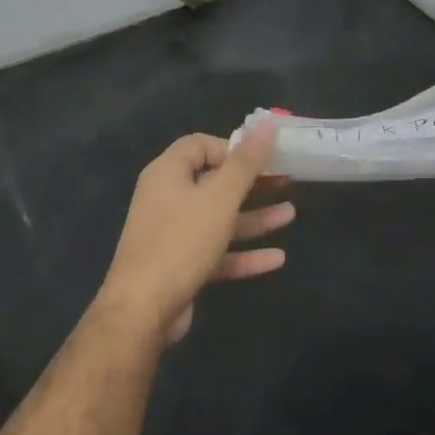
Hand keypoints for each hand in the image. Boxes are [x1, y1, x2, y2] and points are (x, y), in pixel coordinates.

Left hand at [96, 122, 293, 343]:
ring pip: (219, 219)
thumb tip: (267, 124)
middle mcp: (167, 200)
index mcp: (168, 174)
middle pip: (214, 182)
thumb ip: (245, 163)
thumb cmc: (181, 242)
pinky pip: (217, 253)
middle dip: (252, 183)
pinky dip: (244, 253)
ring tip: (291, 214)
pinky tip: (277, 258)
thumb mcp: (219, 199)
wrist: (143, 311)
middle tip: (287, 181)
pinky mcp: (181, 267)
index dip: (232, 147)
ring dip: (254, 217)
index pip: (200, 145)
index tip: (264, 156)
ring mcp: (173, 235)